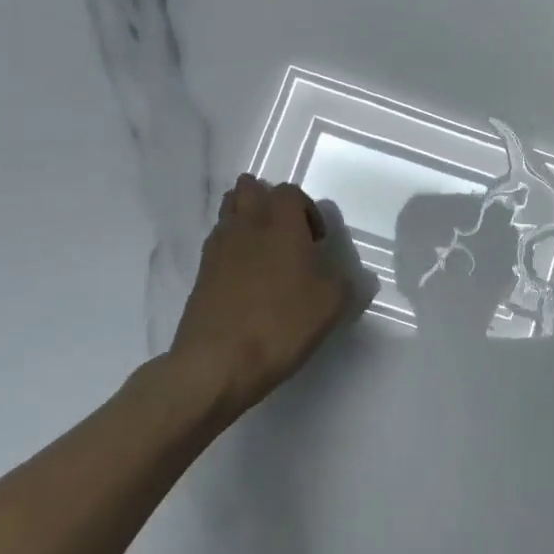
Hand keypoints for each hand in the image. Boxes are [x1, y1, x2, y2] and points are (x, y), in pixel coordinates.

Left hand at [168, 176, 352, 419]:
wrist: (217, 363)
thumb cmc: (281, 323)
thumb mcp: (332, 305)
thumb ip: (346, 282)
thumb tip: (352, 277)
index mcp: (280, 223)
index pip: (290, 192)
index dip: (307, 210)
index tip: (318, 242)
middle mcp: (246, 225)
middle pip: (250, 189)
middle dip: (268, 202)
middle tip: (288, 234)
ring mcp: (218, 248)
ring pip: (229, 212)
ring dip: (247, 220)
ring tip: (266, 253)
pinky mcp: (201, 274)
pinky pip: (218, 243)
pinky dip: (232, 248)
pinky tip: (247, 278)